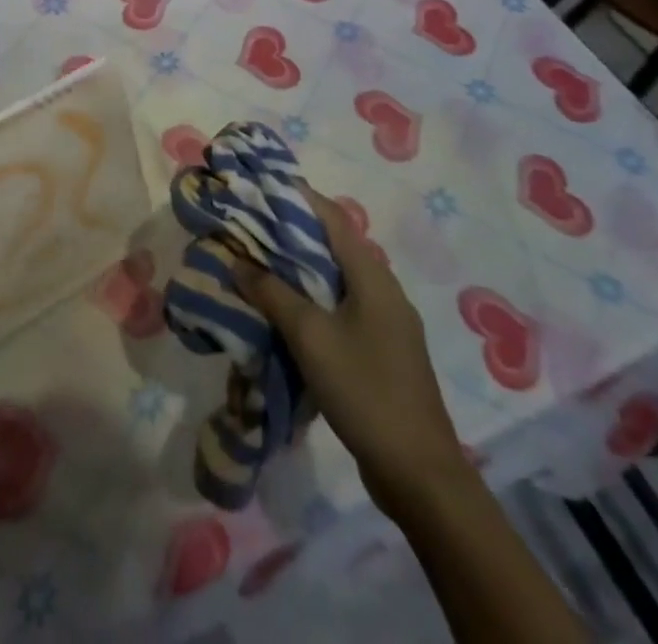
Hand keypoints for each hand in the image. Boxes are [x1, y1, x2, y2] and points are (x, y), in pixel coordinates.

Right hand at [234, 188, 468, 509]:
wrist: (419, 472)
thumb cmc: (364, 389)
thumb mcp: (310, 337)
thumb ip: (273, 294)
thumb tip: (238, 261)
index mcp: (372, 275)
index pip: (332, 217)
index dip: (299, 196)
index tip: (263, 185)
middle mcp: (384, 289)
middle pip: (336, 245)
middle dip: (295, 232)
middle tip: (253, 225)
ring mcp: (388, 322)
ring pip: (339, 278)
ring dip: (303, 267)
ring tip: (263, 262)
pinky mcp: (384, 349)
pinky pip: (344, 306)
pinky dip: (316, 297)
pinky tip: (290, 311)